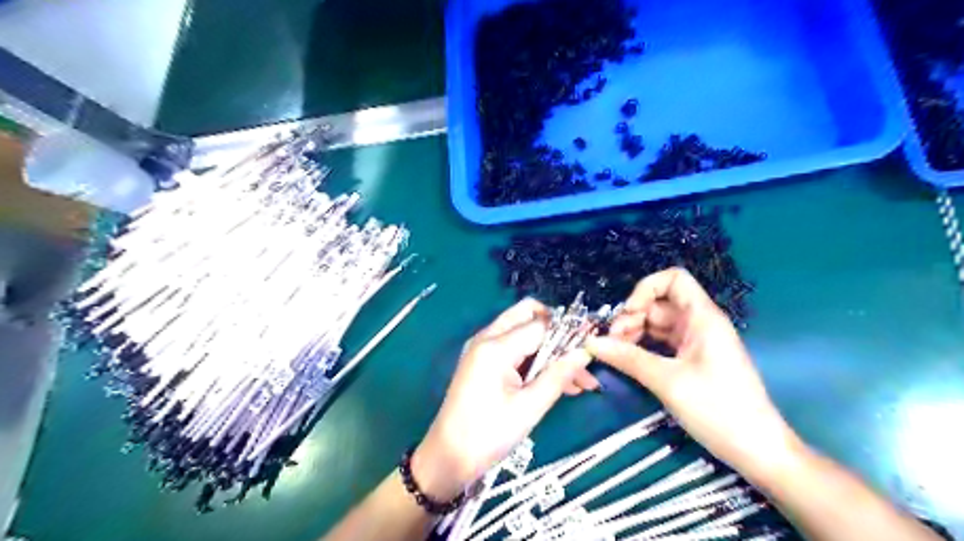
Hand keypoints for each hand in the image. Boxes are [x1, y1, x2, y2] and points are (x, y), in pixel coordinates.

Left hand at [412, 298, 596, 499]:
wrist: (448, 457)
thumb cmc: (488, 434)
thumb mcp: (529, 407)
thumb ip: (558, 375)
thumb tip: (585, 352)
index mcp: (496, 347)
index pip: (541, 325)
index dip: (569, 331)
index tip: (593, 344)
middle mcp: (486, 338)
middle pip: (527, 315)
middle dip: (557, 331)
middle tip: (580, 355)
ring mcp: (482, 348)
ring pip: (522, 332)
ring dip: (550, 348)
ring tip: (580, 380)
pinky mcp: (482, 361)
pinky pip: (513, 348)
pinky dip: (535, 359)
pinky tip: (558, 382)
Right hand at [583, 268, 802, 479]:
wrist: (757, 450)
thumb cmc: (718, 409)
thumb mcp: (668, 381)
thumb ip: (628, 358)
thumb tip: (591, 343)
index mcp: (702, 317)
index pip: (673, 279)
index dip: (646, 289)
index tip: (628, 314)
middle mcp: (699, 323)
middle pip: (658, 304)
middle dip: (632, 317)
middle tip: (612, 343)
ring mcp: (696, 342)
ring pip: (657, 325)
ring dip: (634, 334)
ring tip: (616, 354)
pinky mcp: (692, 360)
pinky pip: (662, 343)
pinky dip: (643, 348)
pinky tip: (628, 361)